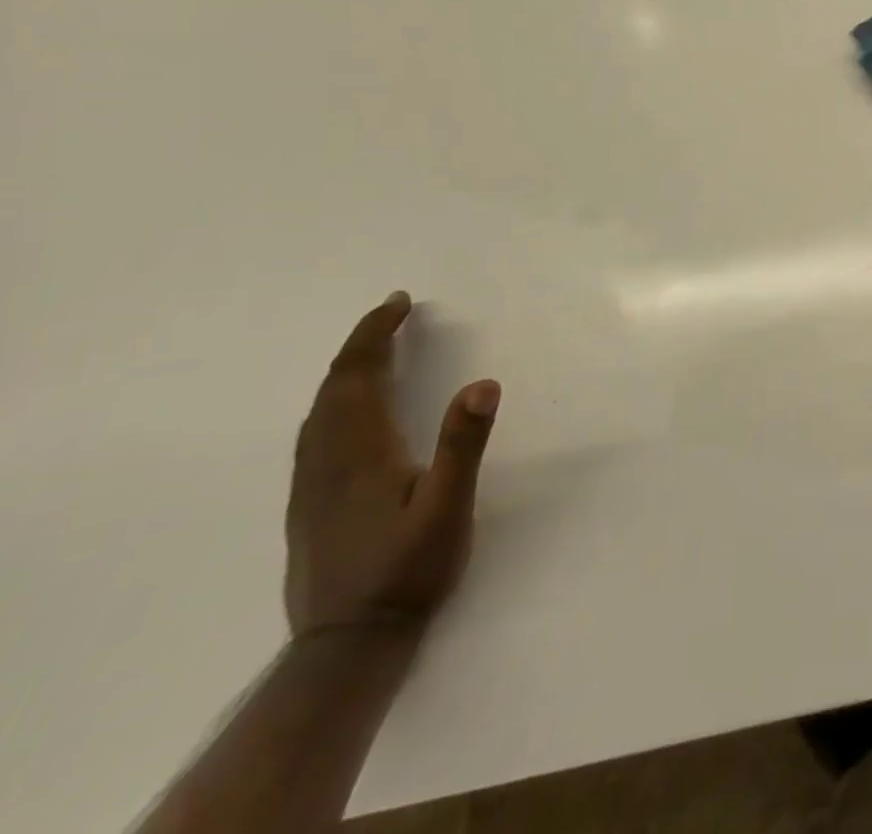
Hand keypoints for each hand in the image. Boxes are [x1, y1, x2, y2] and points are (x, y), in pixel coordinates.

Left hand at [285, 292, 499, 638]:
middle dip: (362, 344)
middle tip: (393, 314)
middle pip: (334, 388)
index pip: (358, 376)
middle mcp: (326, 461)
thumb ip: (463, 443)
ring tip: (375, 350)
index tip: (400, 302)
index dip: (375, 334)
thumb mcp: (448, 507)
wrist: (346, 646)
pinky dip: (334, 401)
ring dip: (346, 371)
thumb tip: (484, 382)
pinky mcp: (310, 505)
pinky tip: (349, 410)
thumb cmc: (406, 571)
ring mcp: (311, 485)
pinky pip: (316, 432)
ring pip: (319, 411)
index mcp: (359, 452)